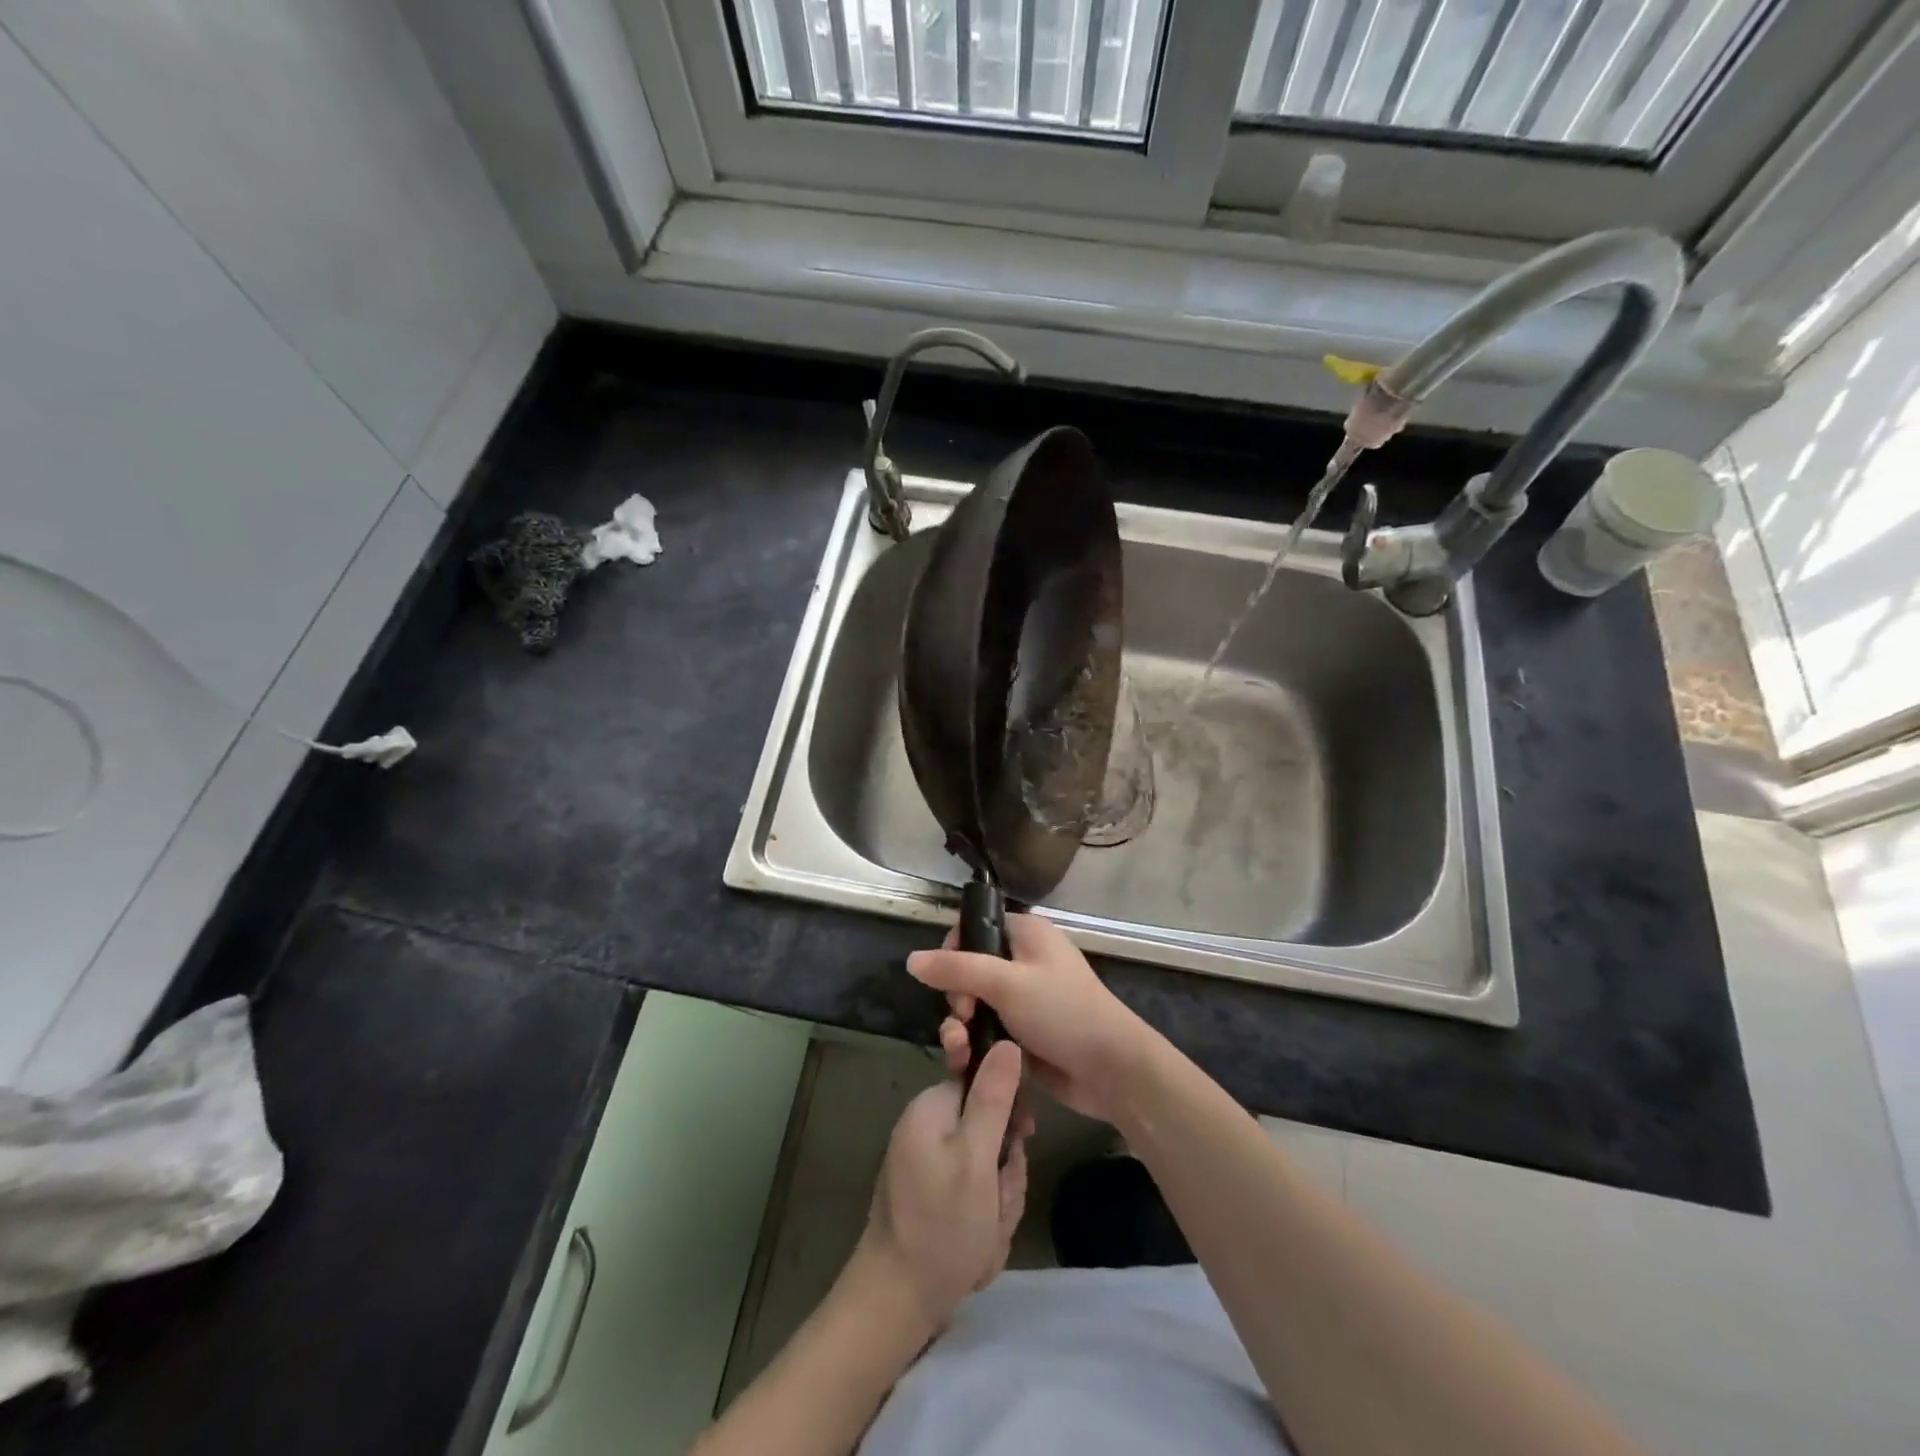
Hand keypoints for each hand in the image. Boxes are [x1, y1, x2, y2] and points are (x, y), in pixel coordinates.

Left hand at [856, 1040, 1029, 1329]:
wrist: (895, 1303)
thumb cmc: (940, 1226)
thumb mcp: (977, 1159)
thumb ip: (994, 1098)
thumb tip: (1007, 1042)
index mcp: (933, 1107)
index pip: (987, 1085)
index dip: (1010, 1115)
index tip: (1020, 1141)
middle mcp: (927, 1127)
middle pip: (991, 1131)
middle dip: (1005, 1173)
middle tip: (996, 1205)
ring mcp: (928, 1164)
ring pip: (988, 1168)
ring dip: (998, 1202)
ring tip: (984, 1236)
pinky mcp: (932, 1195)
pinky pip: (974, 1194)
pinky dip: (983, 1221)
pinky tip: (975, 1250)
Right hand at [909, 913, 1159, 1124]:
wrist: (1112, 1070)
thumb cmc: (1062, 1012)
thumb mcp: (1006, 983)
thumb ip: (956, 969)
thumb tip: (911, 959)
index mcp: (1026, 934)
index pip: (975, 928)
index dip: (953, 950)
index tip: (947, 979)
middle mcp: (1023, 961)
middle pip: (968, 970)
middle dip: (955, 997)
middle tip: (964, 1018)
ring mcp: (1023, 1000)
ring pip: (974, 1006)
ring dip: (960, 1027)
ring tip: (960, 1050)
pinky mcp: (1023, 1035)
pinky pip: (986, 1032)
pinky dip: (974, 1045)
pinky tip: (966, 1064)